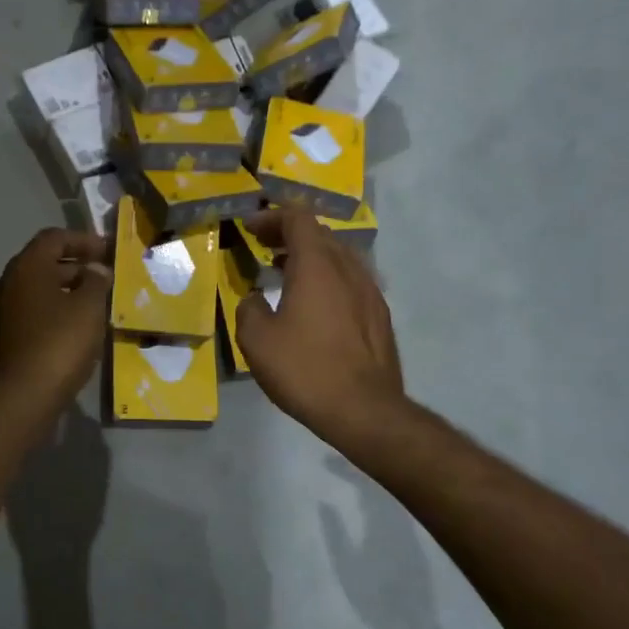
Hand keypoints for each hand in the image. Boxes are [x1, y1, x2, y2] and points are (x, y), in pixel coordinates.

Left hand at [0, 228, 111, 433]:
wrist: (14, 403)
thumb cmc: (56, 347)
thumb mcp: (88, 310)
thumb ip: (95, 283)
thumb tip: (95, 269)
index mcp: (25, 269)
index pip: (53, 238)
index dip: (83, 240)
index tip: (107, 252)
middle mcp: (3, 285)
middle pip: (41, 266)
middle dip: (74, 270)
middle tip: (103, 282)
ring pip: (32, 295)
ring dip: (61, 296)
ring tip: (90, 311)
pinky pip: (25, 320)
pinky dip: (47, 319)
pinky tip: (67, 338)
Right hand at [236, 208, 406, 440]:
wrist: (364, 410)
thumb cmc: (304, 369)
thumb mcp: (256, 340)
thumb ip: (249, 308)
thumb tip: (255, 298)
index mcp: (317, 266)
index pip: (298, 219)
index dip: (272, 217)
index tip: (250, 228)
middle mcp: (348, 270)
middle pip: (320, 234)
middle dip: (289, 234)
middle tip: (264, 248)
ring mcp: (370, 292)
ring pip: (339, 257)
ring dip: (310, 257)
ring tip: (285, 273)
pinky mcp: (379, 316)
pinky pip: (351, 281)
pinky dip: (328, 278)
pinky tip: (315, 304)